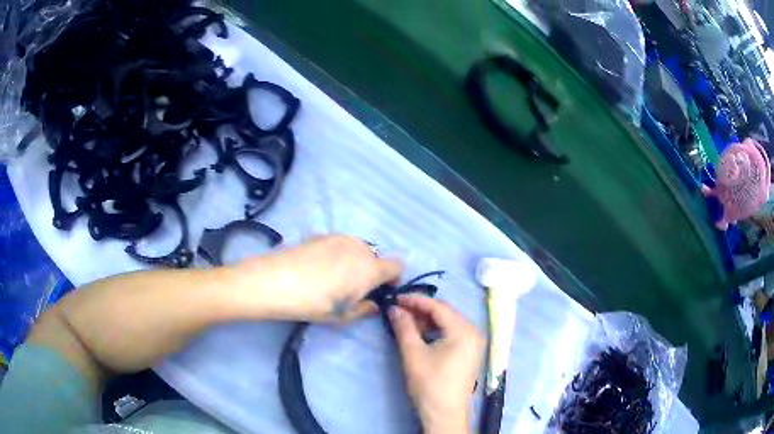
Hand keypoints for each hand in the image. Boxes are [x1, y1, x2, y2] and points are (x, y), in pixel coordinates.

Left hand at [236, 235, 402, 321]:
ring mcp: (339, 238)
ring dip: (354, 262)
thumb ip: (364, 309)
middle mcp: (360, 248)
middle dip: (370, 272)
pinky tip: (317, 268)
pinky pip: (339, 245)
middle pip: (375, 257)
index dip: (393, 279)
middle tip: (353, 288)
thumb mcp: (343, 315)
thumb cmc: (315, 303)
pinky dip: (337, 254)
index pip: (397, 266)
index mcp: (371, 268)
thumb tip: (373, 305)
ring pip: (357, 249)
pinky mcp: (321, 234)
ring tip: (332, 277)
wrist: (277, 280)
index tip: (380, 290)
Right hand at [389, 295, 484, 433]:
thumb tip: (394, 308)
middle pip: (445, 313)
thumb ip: (404, 327)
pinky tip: (421, 334)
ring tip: (406, 323)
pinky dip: (436, 331)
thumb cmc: (430, 384)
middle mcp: (474, 331)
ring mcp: (474, 342)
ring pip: (448, 323)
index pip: (438, 306)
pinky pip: (452, 333)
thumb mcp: (413, 354)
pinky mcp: (470, 352)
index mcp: (464, 330)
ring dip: (427, 320)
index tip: (395, 298)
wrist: (444, 413)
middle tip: (399, 311)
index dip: (415, 300)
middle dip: (421, 310)